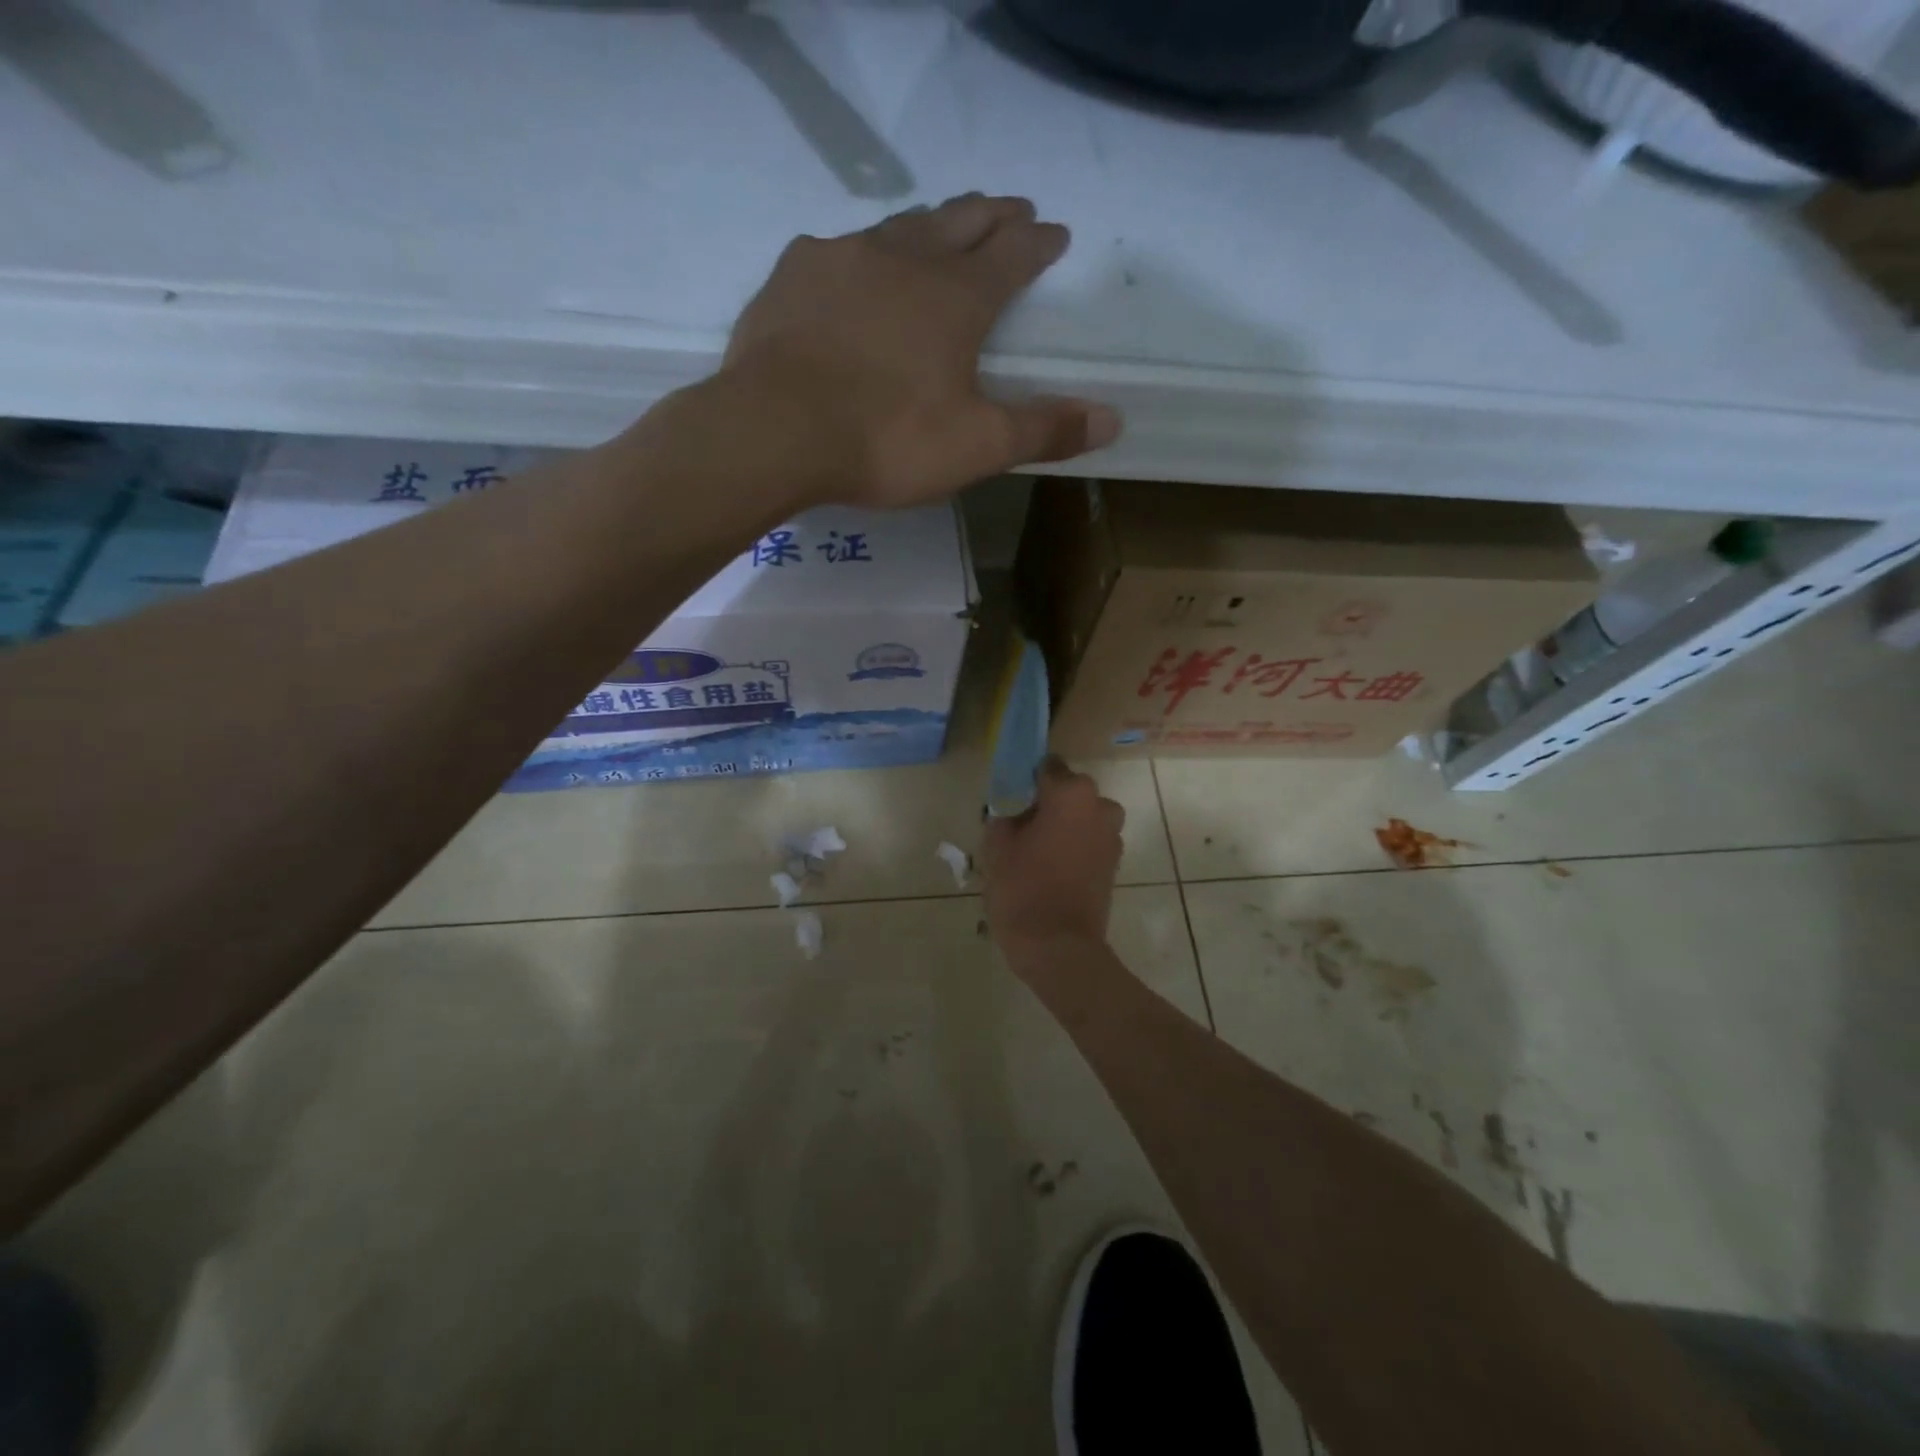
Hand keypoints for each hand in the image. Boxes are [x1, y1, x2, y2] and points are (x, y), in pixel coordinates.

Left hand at [723, 194, 1119, 507]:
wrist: (774, 432)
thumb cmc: (887, 440)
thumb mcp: (977, 446)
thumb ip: (1044, 430)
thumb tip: (1113, 419)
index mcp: (957, 297)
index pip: (1012, 255)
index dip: (1037, 243)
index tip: (1056, 232)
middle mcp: (905, 259)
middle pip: (959, 220)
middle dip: (991, 213)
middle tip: (1012, 207)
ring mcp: (843, 259)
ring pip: (899, 226)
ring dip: (930, 224)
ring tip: (942, 227)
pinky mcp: (793, 276)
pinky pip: (839, 250)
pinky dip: (863, 254)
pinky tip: (856, 267)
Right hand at [981, 757, 1125, 962]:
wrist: (1059, 947)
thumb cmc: (1023, 889)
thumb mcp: (997, 846)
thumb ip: (1003, 814)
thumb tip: (1011, 807)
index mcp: (1071, 793)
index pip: (1046, 767)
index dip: (1025, 779)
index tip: (1008, 796)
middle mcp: (1099, 805)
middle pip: (1066, 791)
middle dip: (1044, 802)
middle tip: (1017, 826)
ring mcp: (1112, 834)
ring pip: (1080, 815)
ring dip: (1060, 824)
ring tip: (1032, 850)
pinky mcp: (1114, 861)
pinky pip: (1089, 838)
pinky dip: (1072, 844)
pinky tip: (1049, 866)